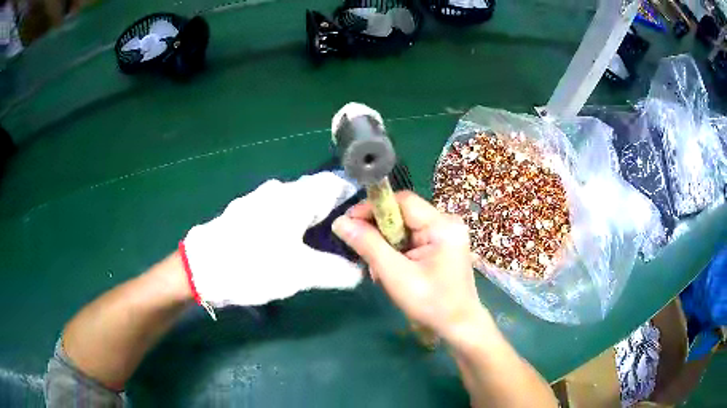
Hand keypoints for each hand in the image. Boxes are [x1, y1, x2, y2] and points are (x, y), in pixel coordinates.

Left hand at [181, 172, 363, 308]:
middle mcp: (279, 190)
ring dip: (315, 217)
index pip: (336, 183)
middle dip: (337, 210)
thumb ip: (336, 271)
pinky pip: (281, 210)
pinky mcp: (247, 212)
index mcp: (296, 197)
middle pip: (318, 192)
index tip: (371, 213)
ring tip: (327, 241)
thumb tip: (361, 272)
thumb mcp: (300, 273)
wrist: (200, 268)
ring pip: (298, 202)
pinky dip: (295, 222)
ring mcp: (260, 199)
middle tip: (352, 234)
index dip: (356, 195)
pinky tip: (295, 242)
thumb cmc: (253, 265)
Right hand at [332, 191, 490, 342]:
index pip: (402, 201)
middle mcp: (447, 223)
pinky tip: (391, 271)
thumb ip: (368, 245)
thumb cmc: (431, 303)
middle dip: (379, 232)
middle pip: (403, 214)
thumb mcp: (395, 275)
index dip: (373, 208)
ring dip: (386, 245)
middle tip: (362, 251)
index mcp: (442, 225)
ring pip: (405, 228)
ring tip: (379, 270)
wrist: (459, 326)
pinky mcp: (442, 246)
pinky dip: (397, 252)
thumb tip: (340, 222)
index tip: (349, 223)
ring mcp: (446, 234)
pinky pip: (412, 239)